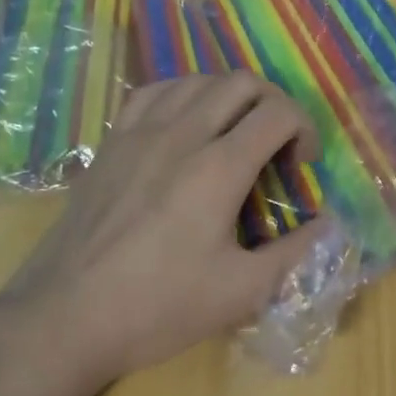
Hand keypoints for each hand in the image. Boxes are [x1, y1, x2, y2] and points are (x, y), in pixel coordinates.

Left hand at [0, 75, 323, 384]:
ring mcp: (140, 132)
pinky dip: (182, 95)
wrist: (65, 316)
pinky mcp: (111, 141)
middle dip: (273, 104)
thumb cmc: (158, 307)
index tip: (303, 164)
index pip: (278, 113)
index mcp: (218, 168)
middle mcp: (181, 134)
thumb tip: (329, 225)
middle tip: (276, 144)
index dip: (304, 128)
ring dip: (229, 96)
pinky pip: (153, 92)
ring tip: (234, 132)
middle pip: (241, 82)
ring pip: (197, 79)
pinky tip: (184, 124)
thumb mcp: (240, 293)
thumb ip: (295, 253)